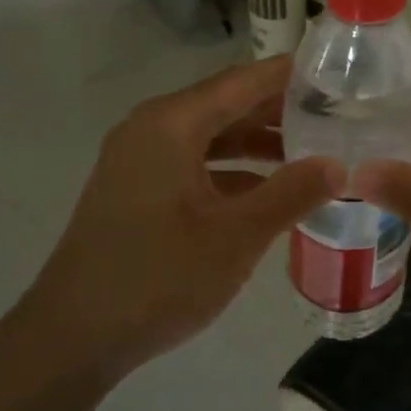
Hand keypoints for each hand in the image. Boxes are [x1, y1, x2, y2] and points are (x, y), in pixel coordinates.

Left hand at [23, 57, 340, 381]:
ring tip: (312, 151)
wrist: (72, 337)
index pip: (243, 82)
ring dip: (258, 144)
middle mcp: (151, 130)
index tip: (337, 72)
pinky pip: (194, 165)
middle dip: (280, 110)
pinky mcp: (136, 192)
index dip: (290, 76)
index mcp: (171, 125)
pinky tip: (268, 193)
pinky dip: (232, 172)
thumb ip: (291, 194)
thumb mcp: (236, 236)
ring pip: (211, 138)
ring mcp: (139, 162)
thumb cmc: (158, 277)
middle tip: (337, 115)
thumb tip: (338, 164)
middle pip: (226, 105)